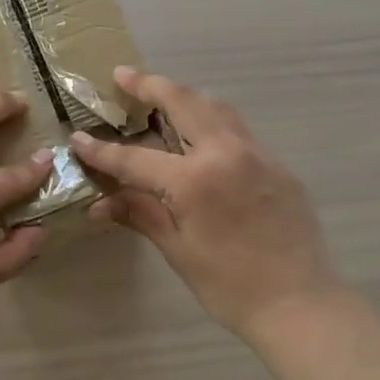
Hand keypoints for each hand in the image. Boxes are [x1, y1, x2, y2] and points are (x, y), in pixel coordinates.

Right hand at [71, 67, 341, 341]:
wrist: (301, 303)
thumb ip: (141, 215)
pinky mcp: (278, 165)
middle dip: (149, 85)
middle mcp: (226, 153)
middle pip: (183, 102)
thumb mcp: (179, 250)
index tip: (78, 138)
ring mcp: (257, 154)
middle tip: (123, 75)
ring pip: (216, 107)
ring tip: (161, 95)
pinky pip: (239, 130)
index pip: (136, 158)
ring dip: (185, 95)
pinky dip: (212, 120)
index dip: (102, 151)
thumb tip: (99, 205)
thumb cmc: (231, 286)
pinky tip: (201, 135)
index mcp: (195, 179)